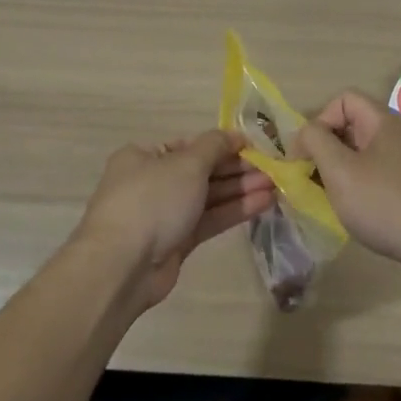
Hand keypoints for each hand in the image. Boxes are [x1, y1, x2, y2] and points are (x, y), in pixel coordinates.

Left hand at [71, 130, 273, 307]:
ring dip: (240, 190)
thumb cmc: (153, 200)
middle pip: (202, 171)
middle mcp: (152, 182)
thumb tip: (234, 135)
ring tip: (276, 186)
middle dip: (237, 170)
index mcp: (144, 156)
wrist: (124, 265)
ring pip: (208, 197)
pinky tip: (263, 204)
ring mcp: (164, 214)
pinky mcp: (176, 242)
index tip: (255, 148)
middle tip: (273, 169)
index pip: (190, 146)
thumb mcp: (186, 163)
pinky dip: (234, 211)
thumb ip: (214, 146)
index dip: (223, 145)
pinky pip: (209, 220)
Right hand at [296, 91, 400, 285]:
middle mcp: (399, 137)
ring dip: (342, 173)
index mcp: (383, 122)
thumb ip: (316, 143)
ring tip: (329, 199)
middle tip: (311, 179)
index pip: (343, 100)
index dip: (319, 121)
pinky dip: (362, 190)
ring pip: (365, 156)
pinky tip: (357, 215)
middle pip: (353, 127)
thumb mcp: (340, 171)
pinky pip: (380, 179)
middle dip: (327, 149)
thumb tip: (306, 133)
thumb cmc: (387, 203)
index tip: (304, 155)